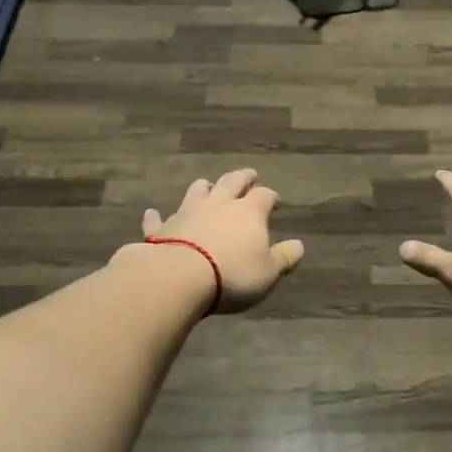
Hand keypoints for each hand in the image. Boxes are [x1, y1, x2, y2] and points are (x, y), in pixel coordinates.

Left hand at [135, 169, 304, 314]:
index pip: (264, 196)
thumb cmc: (232, 275)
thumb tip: (299, 245)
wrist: (179, 277)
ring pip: (197, 192)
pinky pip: (158, 219)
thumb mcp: (268, 272)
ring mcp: (187, 213)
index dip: (271, 196)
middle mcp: (219, 204)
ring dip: (203, 188)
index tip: (275, 200)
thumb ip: (284, 258)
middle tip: (249, 174)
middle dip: (242, 177)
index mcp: (248, 212)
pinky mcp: (161, 229)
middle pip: (232, 182)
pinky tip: (152, 213)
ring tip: (207, 185)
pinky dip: (157, 216)